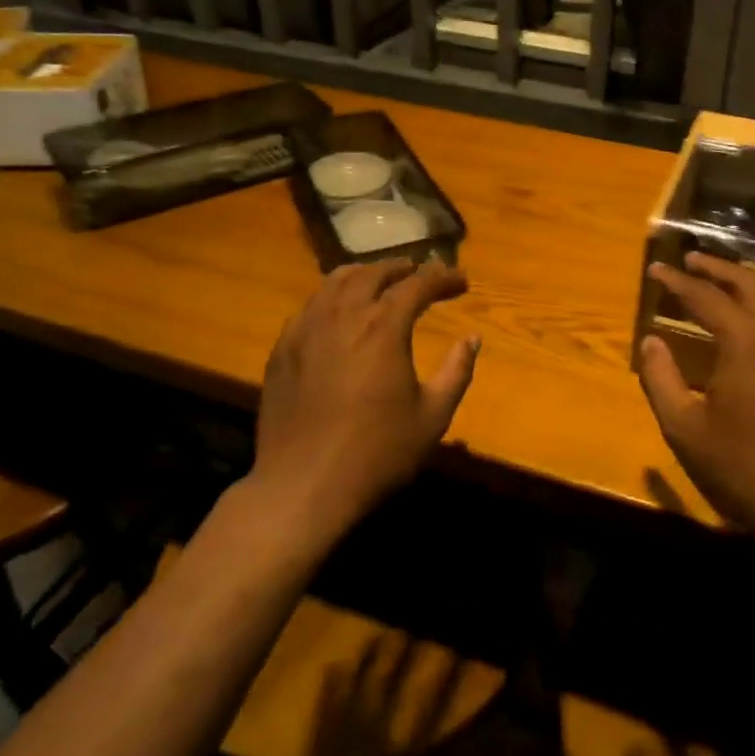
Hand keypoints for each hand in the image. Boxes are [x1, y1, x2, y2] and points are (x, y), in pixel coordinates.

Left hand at [252, 259, 479, 537]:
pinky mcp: (282, 349)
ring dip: (364, 274)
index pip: (417, 284)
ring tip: (380, 280)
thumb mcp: (432, 416)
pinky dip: (332, 297)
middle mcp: (343, 316)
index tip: (462, 281)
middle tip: (421, 273)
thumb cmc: (377, 453)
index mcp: (383, 328)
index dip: (442, 277)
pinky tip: (338, 312)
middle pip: (373, 274)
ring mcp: (306, 330)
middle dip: (402, 268)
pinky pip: (309, 306)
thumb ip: (457, 371)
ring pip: (334, 282)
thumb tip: (472, 338)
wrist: (303, 487)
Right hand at [639, 253, 754, 542]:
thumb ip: (661, 379)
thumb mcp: (684, 427)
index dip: (677, 281)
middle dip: (717, 269)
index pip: (705, 296)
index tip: (656, 269)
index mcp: (746, 340)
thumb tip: (651, 341)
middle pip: (748, 284)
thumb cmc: (743, 468)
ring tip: (735, 273)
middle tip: (692, 259)